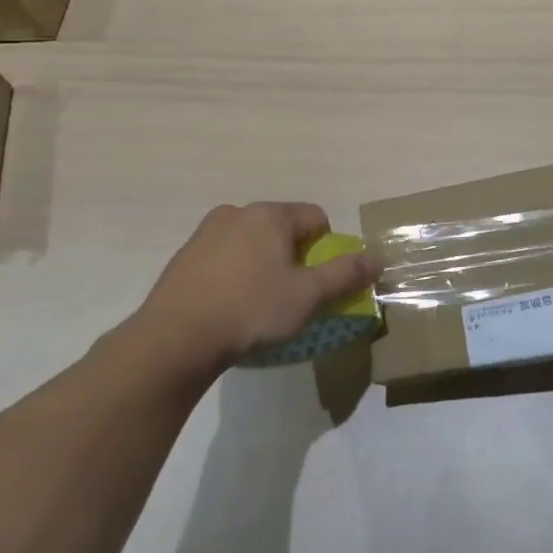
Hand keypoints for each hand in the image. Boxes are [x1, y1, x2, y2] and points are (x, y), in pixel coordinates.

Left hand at [131, 203, 381, 371]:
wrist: (174, 339)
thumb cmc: (250, 310)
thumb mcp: (308, 296)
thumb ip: (346, 274)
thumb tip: (378, 258)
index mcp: (270, 214)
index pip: (316, 218)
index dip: (327, 249)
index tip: (318, 282)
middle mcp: (237, 212)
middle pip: (283, 229)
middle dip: (294, 257)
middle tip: (291, 295)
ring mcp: (205, 233)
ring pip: (252, 243)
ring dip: (263, 265)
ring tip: (258, 305)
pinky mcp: (184, 257)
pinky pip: (224, 258)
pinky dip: (235, 275)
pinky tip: (229, 308)